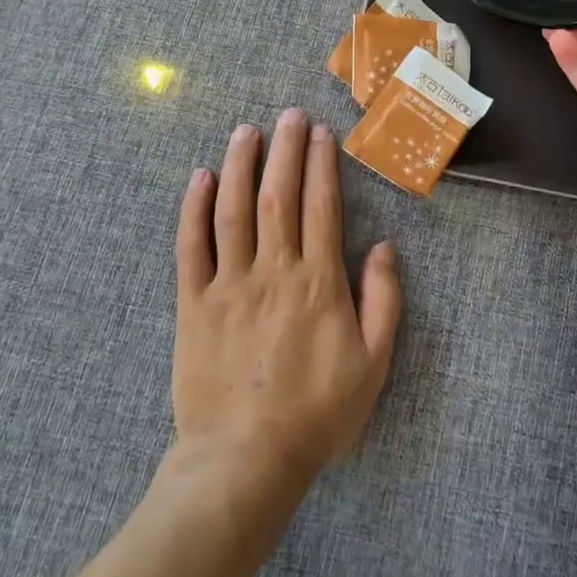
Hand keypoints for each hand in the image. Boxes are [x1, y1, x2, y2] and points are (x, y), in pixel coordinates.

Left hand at [171, 109, 401, 498]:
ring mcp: (229, 284)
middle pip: (279, 196)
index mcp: (318, 282)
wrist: (244, 462)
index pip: (320, 206)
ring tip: (246, 131)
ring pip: (234, 210)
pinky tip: (200, 178)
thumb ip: (383, 301)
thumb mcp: (373, 364)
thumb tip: (384, 247)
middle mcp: (273, 271)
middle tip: (289, 114)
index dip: (321, 165)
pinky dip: (194, 210)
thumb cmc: (316, 414)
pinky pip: (191, 247)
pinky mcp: (193, 304)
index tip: (321, 134)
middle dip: (285, 150)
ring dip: (241, 165)